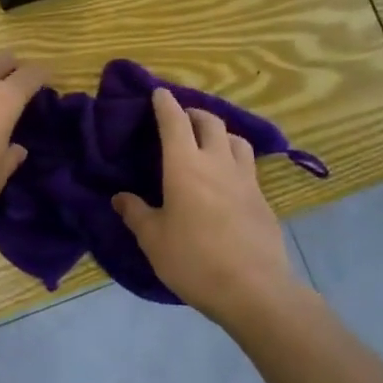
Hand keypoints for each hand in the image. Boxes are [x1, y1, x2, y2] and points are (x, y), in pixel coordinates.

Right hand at [113, 88, 305, 330]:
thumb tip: (120, 197)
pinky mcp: (263, 199)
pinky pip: (248, 165)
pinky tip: (228, 178)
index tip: (159, 93)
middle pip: (210, 122)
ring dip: (220, 133)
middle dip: (194, 113)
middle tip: (182, 120)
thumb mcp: (153, 240)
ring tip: (209, 143)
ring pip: (236, 139)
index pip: (175, 122)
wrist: (254, 290)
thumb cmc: (194, 260)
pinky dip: (234, 159)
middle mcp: (217, 163)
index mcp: (185, 166)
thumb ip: (136, 214)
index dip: (165, 104)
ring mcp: (245, 179)